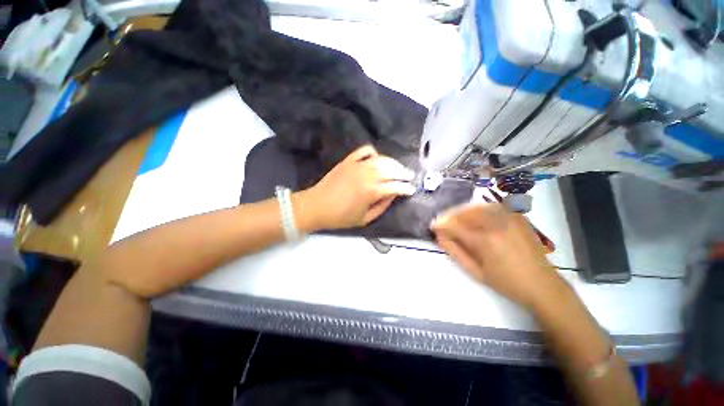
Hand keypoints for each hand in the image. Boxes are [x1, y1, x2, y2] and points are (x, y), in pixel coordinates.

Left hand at [295, 145, 415, 230]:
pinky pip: (365, 151)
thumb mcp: (364, 219)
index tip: (412, 190)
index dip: (405, 188)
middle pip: (391, 170)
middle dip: (403, 173)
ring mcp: (357, 165)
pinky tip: (377, 158)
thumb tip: (393, 195)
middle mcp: (367, 175)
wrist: (316, 206)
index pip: (395, 187)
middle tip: (410, 176)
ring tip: (399, 167)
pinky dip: (374, 153)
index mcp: (371, 192)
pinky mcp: (348, 160)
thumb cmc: (340, 217)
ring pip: (381, 159)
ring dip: (393, 163)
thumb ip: (382, 207)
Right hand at [430, 203, 565, 309]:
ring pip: (476, 207)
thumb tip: (439, 236)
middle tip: (442, 222)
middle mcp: (497, 223)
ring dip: (462, 211)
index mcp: (486, 240)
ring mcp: (509, 217)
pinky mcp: (517, 216)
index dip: (441, 224)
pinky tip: (473, 217)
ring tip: (455, 220)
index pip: (455, 226)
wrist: (542, 285)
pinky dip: (477, 210)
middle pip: (465, 212)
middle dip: (449, 215)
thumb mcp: (475, 271)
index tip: (433, 226)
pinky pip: (491, 207)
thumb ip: (454, 251)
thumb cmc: (506, 282)